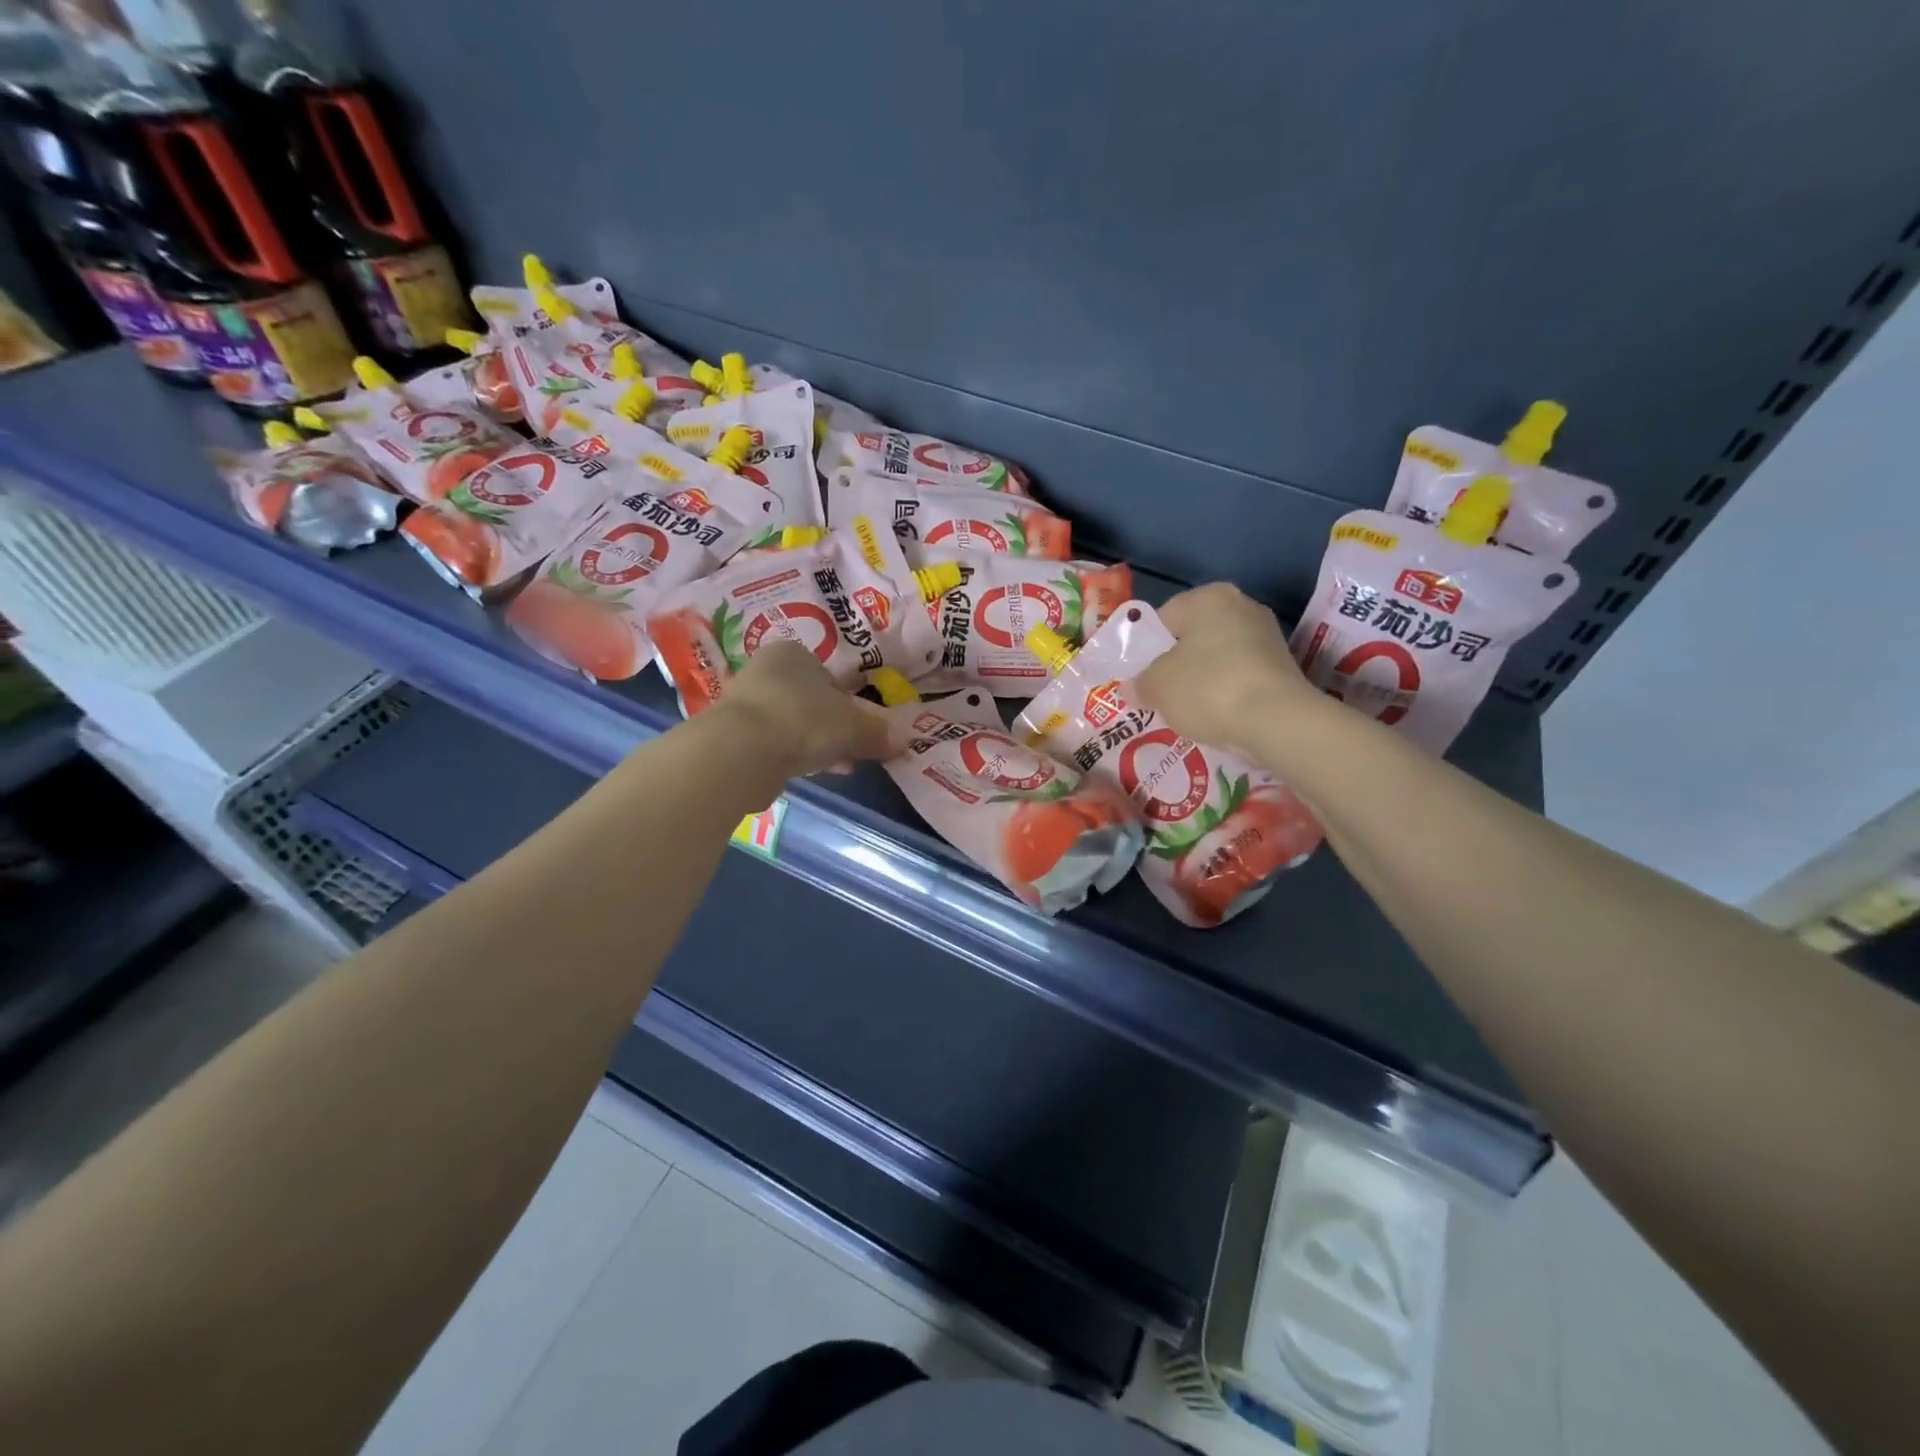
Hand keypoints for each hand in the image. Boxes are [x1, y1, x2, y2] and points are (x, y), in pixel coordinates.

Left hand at [707, 641, 890, 777]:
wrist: (742, 751)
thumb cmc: (804, 720)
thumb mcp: (853, 726)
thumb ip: (877, 732)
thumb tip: (902, 738)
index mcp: (794, 653)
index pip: (829, 675)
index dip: (849, 703)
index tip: (861, 728)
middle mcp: (765, 670)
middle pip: (810, 700)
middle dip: (833, 726)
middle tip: (853, 749)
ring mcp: (745, 702)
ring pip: (793, 723)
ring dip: (815, 743)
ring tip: (837, 766)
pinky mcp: (733, 734)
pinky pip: (775, 743)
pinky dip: (794, 755)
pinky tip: (810, 772)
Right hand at [1134, 583, 1327, 760]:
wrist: (1277, 722)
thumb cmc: (1207, 689)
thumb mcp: (1156, 686)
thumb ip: (1139, 683)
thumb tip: (1133, 688)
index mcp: (1207, 597)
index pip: (1162, 619)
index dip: (1145, 649)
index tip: (1138, 677)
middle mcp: (1241, 606)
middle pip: (1192, 637)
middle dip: (1174, 665)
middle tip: (1157, 694)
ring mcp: (1267, 635)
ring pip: (1216, 658)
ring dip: (1199, 680)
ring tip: (1184, 710)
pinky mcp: (1282, 666)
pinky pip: (1238, 676)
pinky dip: (1224, 692)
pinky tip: (1214, 715)